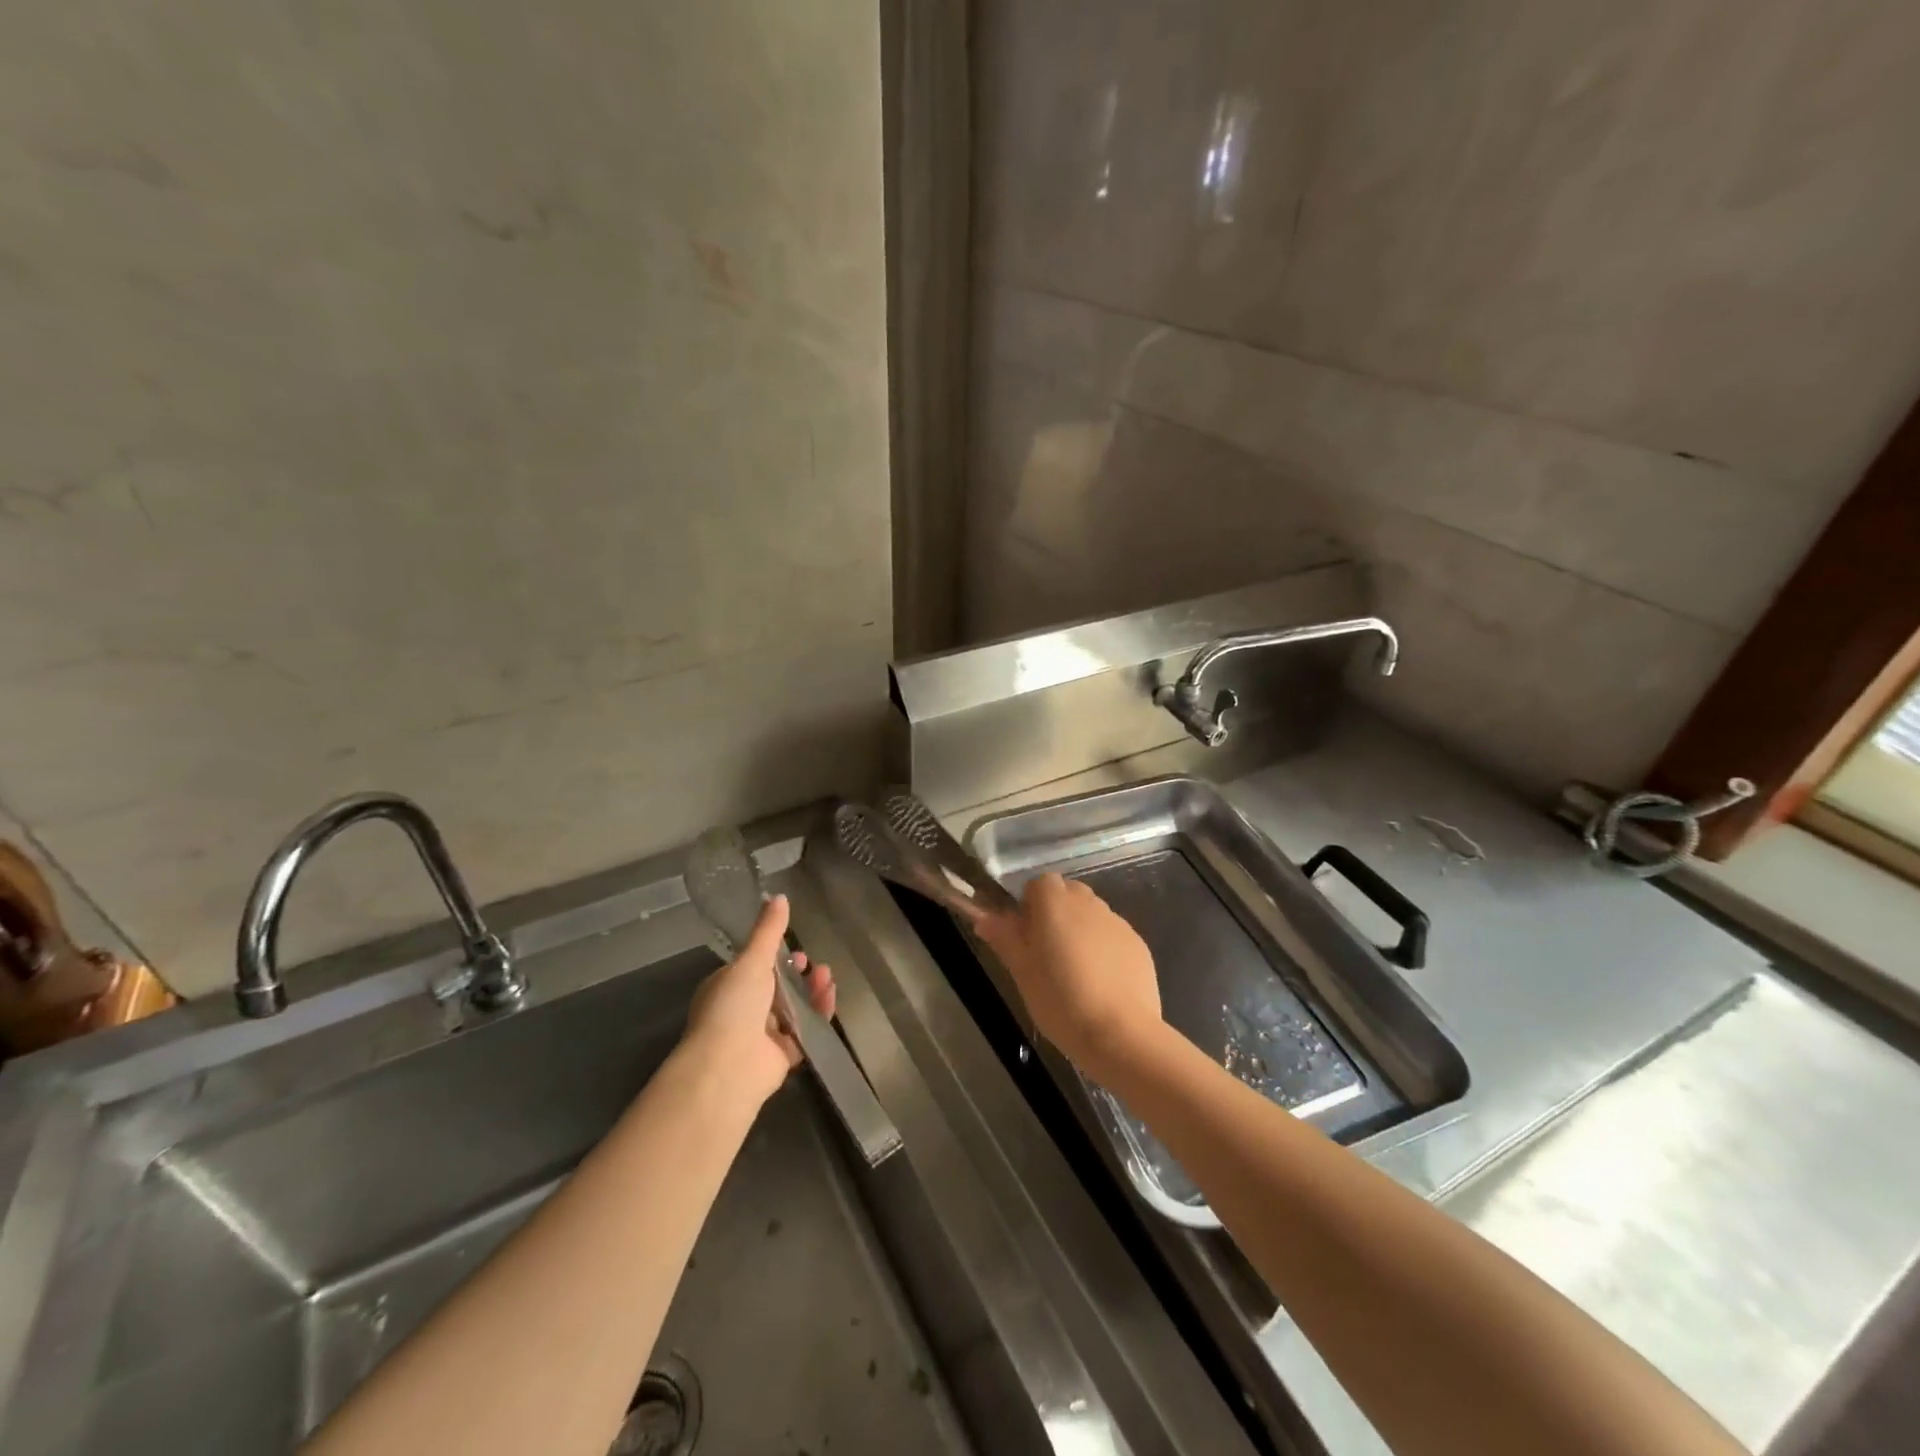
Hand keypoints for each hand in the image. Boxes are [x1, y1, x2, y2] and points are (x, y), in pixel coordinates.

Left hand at [683, 895, 835, 1105]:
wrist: (728, 1068)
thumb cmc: (733, 1007)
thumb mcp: (751, 961)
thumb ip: (768, 931)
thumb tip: (778, 895)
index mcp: (727, 987)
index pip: (754, 967)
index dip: (776, 956)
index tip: (794, 949)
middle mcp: (743, 1011)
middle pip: (777, 987)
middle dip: (797, 974)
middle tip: (813, 964)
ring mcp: (762, 1035)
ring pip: (793, 1008)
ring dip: (811, 990)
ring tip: (827, 976)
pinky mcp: (782, 1055)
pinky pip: (805, 1030)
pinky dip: (819, 1014)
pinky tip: (830, 997)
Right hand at [976, 873, 1163, 1084]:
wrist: (1121, 1034)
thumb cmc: (1061, 1001)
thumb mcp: (1022, 972)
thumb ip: (1005, 938)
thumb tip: (984, 917)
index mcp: (1056, 904)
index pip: (1039, 883)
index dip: (1030, 905)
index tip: (1026, 936)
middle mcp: (1089, 903)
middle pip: (1068, 893)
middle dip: (1056, 914)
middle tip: (1047, 953)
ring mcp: (1117, 922)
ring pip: (1092, 914)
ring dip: (1080, 930)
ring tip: (1076, 971)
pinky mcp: (1139, 944)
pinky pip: (1112, 935)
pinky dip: (1104, 948)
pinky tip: (1101, 983)